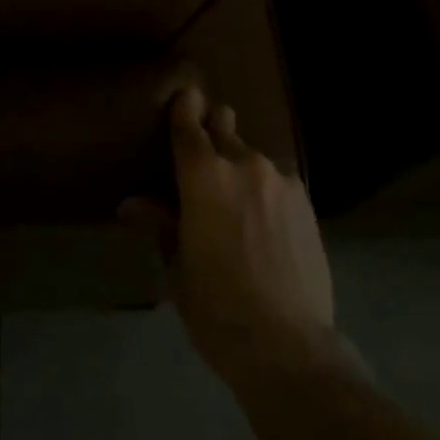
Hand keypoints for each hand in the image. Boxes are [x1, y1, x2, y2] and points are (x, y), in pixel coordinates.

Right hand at [121, 86, 338, 388]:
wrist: (287, 344)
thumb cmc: (216, 307)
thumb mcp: (178, 266)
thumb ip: (160, 223)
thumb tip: (132, 204)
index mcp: (205, 175)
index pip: (190, 126)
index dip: (184, 107)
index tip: (183, 95)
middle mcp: (245, 164)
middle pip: (225, 127)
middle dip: (213, 130)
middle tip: (203, 152)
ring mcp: (282, 181)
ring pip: (253, 157)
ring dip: (240, 167)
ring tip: (236, 201)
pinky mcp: (307, 203)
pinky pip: (277, 182)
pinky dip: (265, 189)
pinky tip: (264, 222)